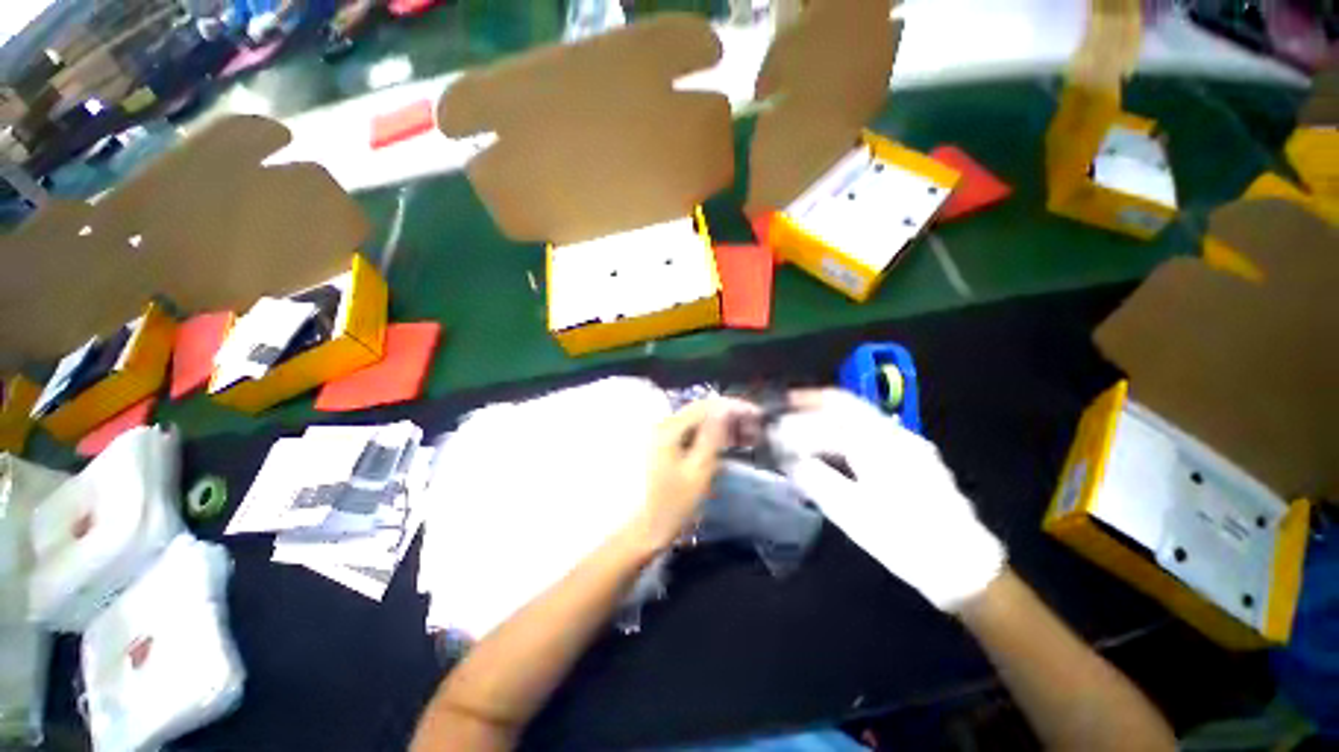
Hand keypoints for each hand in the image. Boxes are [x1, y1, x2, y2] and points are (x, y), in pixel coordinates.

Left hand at [629, 398, 758, 552]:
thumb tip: (726, 410)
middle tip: (756, 425)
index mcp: (669, 428)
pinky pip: (695, 432)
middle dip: (730, 415)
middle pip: (702, 411)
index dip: (733, 406)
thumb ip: (713, 436)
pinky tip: (731, 442)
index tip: (757, 413)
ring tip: (749, 434)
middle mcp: (665, 425)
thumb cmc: (674, 503)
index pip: (705, 406)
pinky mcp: (669, 446)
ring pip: (700, 421)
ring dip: (724, 425)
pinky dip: (714, 434)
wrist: (648, 527)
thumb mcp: (699, 470)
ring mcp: (665, 435)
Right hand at [771, 389, 1004, 610]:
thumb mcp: (854, 515)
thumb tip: (789, 459)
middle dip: (814, 401)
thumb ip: (817, 480)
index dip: (800, 414)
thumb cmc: (906, 540)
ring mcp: (908, 443)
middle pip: (848, 404)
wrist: (964, 566)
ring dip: (828, 412)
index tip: (777, 417)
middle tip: (787, 404)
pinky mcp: (913, 456)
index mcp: (880, 445)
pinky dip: (844, 427)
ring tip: (803, 419)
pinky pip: (870, 428)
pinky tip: (831, 441)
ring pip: (860, 414)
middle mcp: (896, 434)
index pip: (831, 416)